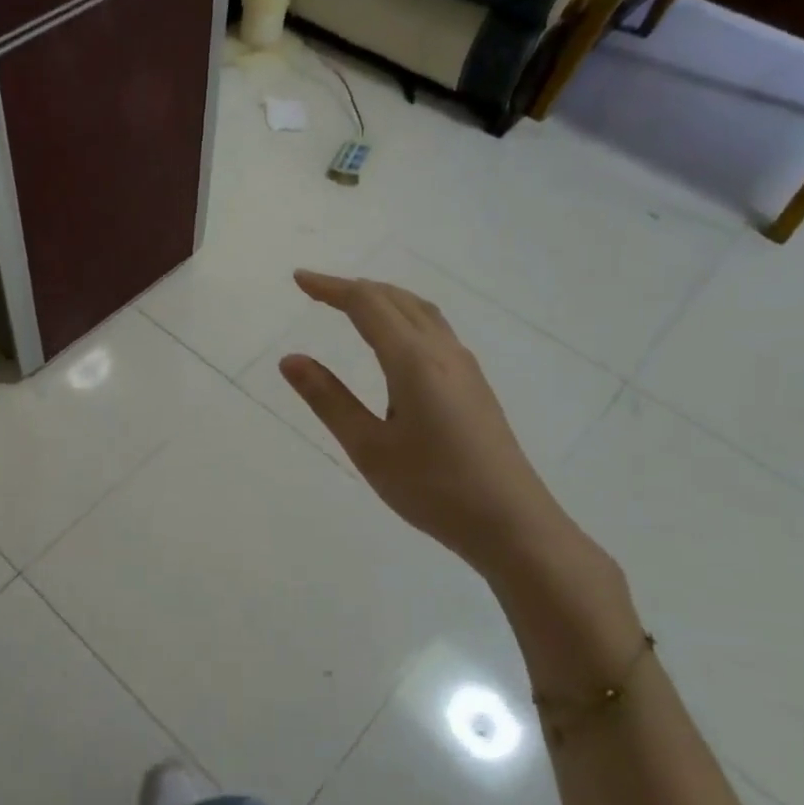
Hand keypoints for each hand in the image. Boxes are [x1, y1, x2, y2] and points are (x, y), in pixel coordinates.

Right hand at [278, 270, 582, 582]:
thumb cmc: (434, 489)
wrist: (512, 524)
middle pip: (396, 299)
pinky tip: (395, 339)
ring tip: (351, 304)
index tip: (299, 280)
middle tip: (316, 291)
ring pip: (420, 311)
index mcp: (414, 361)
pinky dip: (403, 316)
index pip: (367, 305)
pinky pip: (434, 329)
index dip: (331, 288)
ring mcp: (464, 367)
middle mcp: (443, 352)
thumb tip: (290, 359)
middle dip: (354, 288)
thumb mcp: (369, 448)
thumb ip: (329, 399)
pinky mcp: (474, 384)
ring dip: (382, 298)